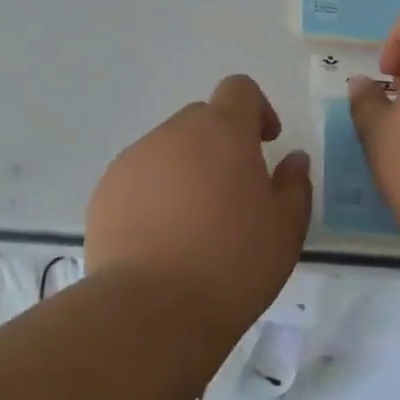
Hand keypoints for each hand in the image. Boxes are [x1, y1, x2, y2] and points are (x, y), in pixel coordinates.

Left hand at [85, 75, 311, 339]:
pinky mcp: (105, 191)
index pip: (239, 89)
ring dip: (187, 168)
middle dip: (221, 142)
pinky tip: (161, 238)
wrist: (151, 311)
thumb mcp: (285, 229)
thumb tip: (293, 159)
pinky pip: (139, 177)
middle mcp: (174, 133)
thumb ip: (294, 184)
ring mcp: (134, 160)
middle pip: (202, 119)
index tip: (265, 142)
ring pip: (168, 148)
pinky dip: (155, 193)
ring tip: (194, 222)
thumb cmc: (232, 264)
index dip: (256, 108)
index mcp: (223, 132)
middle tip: (233, 191)